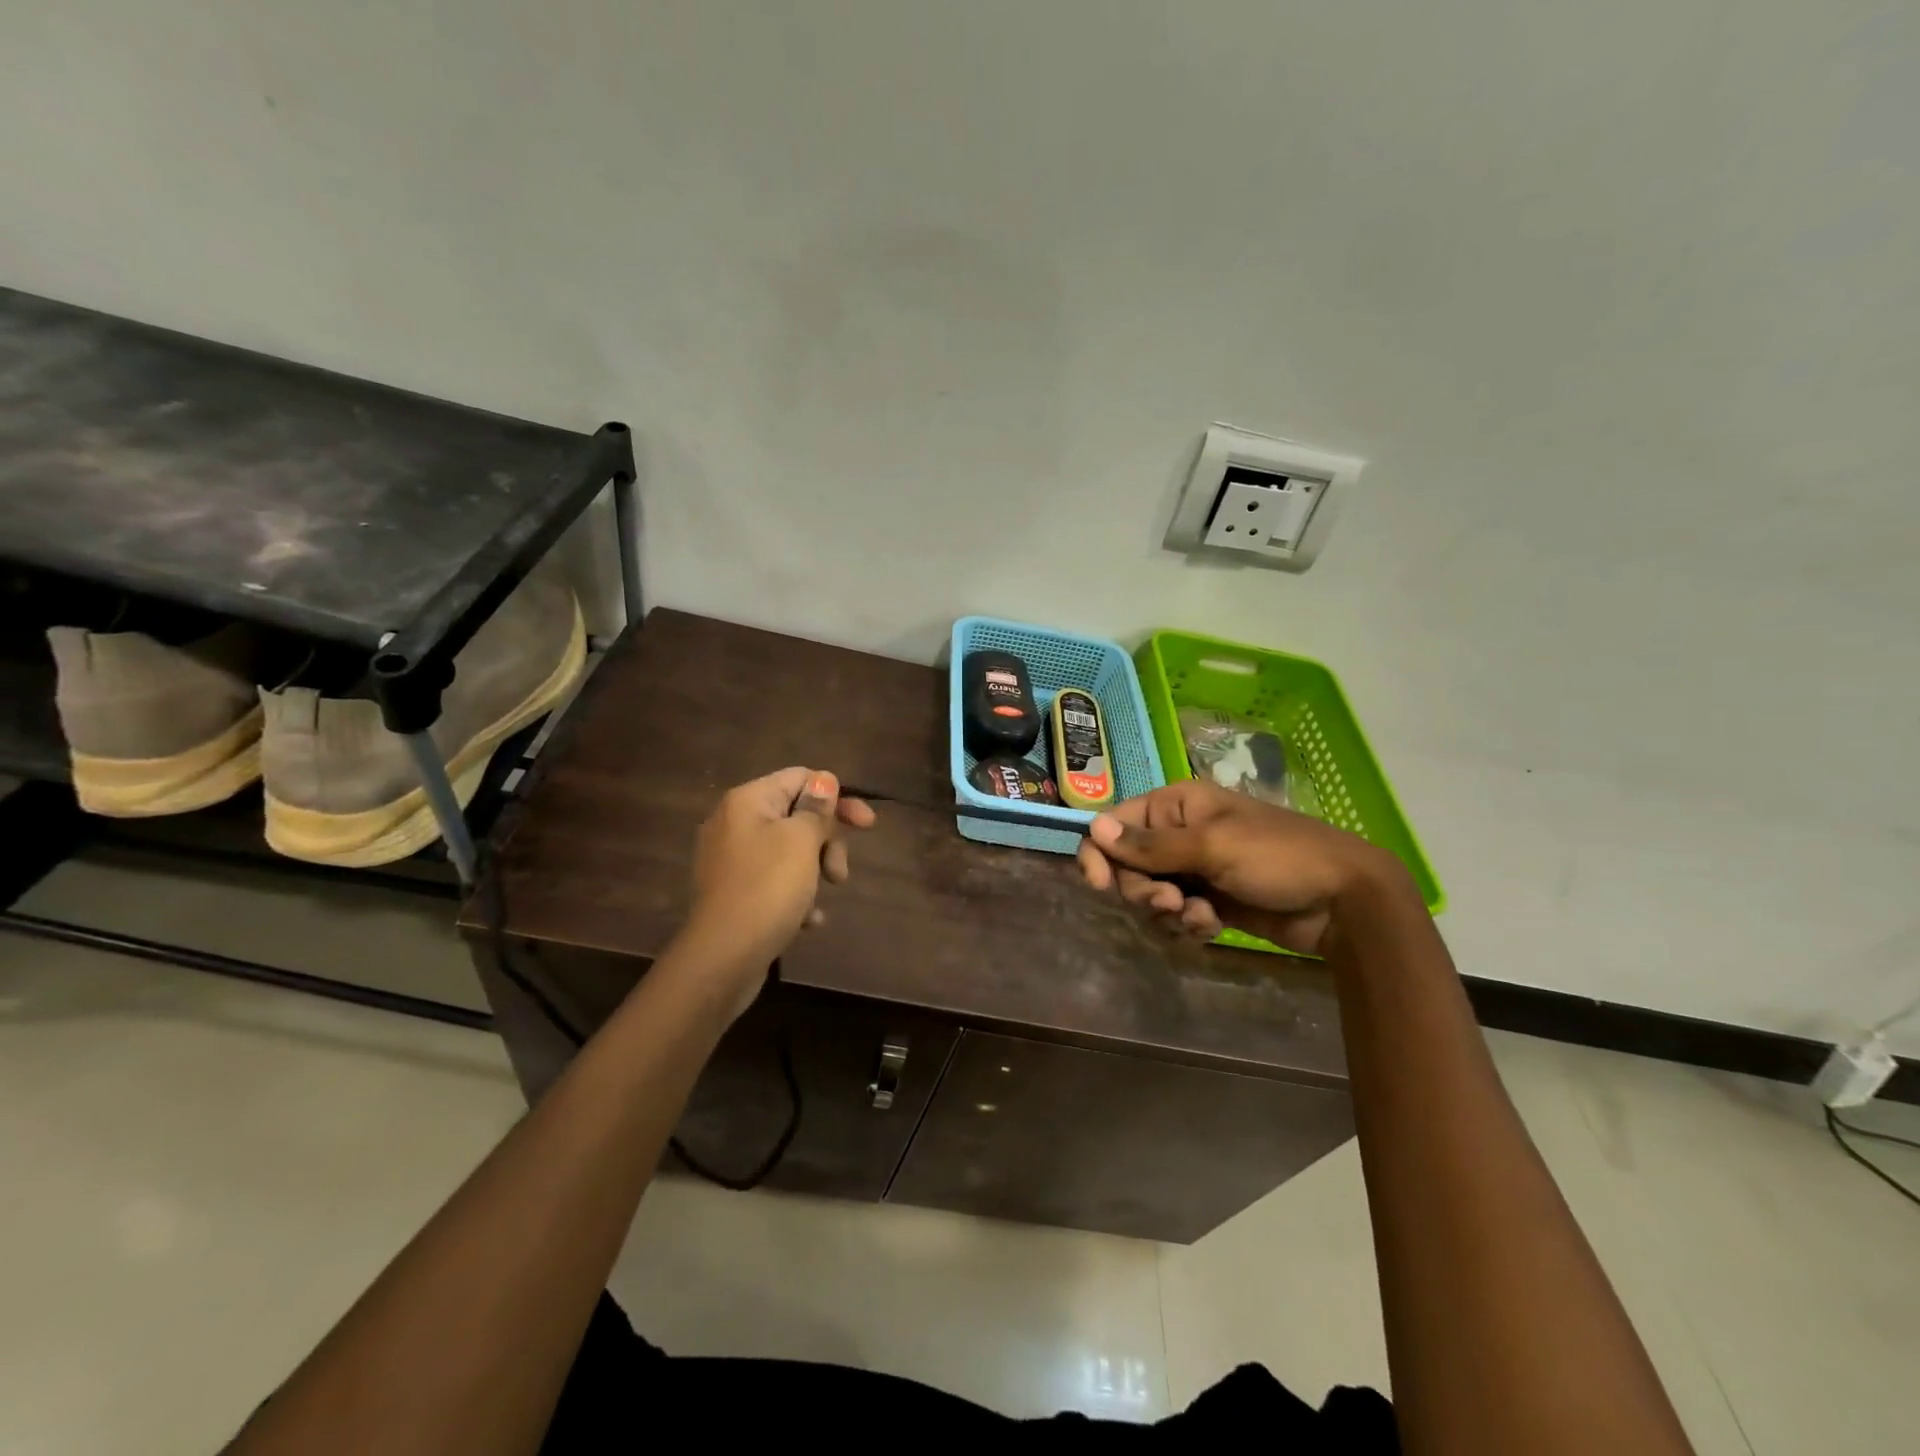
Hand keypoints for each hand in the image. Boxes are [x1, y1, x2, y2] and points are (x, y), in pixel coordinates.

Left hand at [680, 767, 875, 1013]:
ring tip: (822, 900)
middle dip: (827, 842)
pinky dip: (795, 895)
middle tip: (840, 873)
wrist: (723, 958)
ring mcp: (732, 860)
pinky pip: (775, 881)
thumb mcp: (802, 840)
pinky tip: (806, 920)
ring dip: (815, 871)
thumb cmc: (768, 888)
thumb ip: (816, 808)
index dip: (837, 796)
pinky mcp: (734, 893)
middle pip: (797, 815)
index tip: (866, 824)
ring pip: (790, 851)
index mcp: (748, 801)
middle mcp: (735, 823)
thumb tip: (824, 780)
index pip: (801, 778)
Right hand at [1076, 779, 1409, 956]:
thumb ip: (1150, 845)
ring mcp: (1194, 870)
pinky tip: (1213, 927)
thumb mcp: (1212, 846)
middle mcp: (1178, 834)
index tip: (1098, 885)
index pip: (1114, 824)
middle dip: (1142, 890)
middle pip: (1127, 866)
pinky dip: (1187, 924)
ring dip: (1167, 912)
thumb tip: (1092, 828)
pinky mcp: (1208, 902)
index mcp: (1177, 806)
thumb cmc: (1277, 857)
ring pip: (1149, 895)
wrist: (1343, 902)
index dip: (1100, 853)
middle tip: (1170, 902)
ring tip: (1199, 917)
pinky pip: (1174, 916)